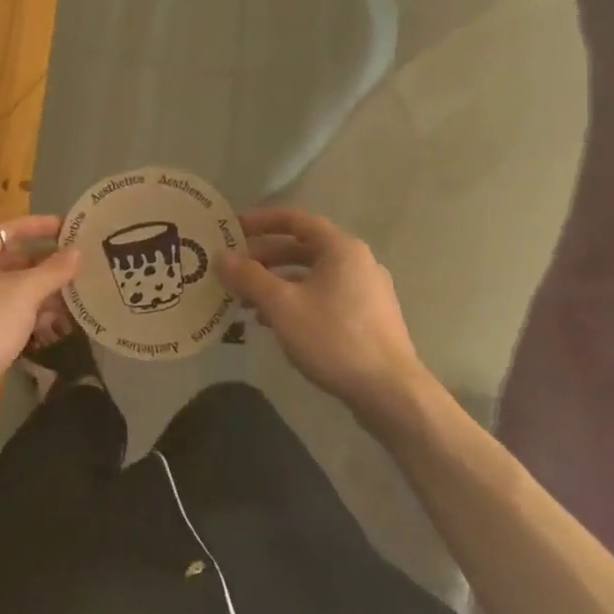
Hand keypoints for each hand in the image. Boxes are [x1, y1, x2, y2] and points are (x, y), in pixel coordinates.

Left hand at [0, 216, 80, 395]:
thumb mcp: (25, 292)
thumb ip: (53, 270)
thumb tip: (77, 251)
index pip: (6, 229)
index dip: (36, 226)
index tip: (64, 228)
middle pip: (8, 260)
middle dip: (42, 265)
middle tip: (71, 265)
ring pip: (8, 289)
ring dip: (38, 292)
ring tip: (69, 297)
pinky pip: (2, 312)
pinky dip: (25, 313)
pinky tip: (50, 325)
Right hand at [217, 206, 425, 408]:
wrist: (391, 394)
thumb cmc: (334, 338)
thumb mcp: (282, 305)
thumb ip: (249, 277)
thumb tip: (221, 256)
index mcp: (341, 249)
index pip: (295, 219)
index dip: (261, 221)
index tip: (232, 228)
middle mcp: (357, 262)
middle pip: (303, 247)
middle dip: (265, 256)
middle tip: (234, 267)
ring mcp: (366, 291)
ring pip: (312, 275)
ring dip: (277, 282)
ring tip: (246, 299)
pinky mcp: (368, 319)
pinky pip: (324, 296)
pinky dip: (296, 300)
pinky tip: (274, 323)